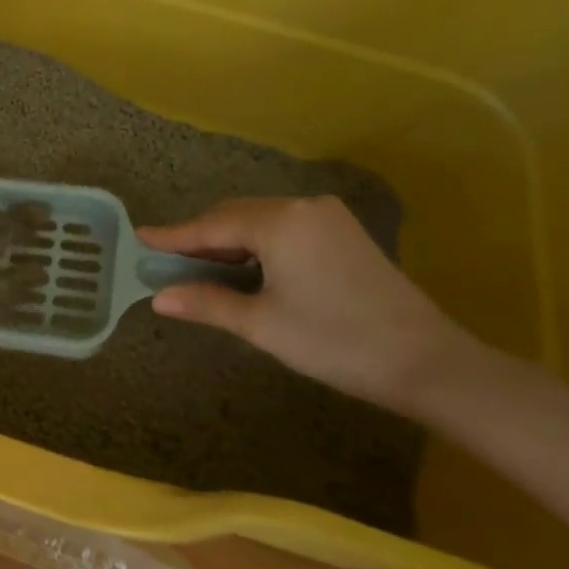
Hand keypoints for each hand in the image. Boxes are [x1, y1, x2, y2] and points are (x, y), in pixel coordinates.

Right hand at [137, 195, 465, 411]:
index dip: (173, 236)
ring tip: (200, 267)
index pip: (211, 225)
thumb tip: (158, 298)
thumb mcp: (262, 325)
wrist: (428, 363)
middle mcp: (302, 206)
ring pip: (260, 220)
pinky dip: (257, 244)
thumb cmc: (335, 341)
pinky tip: (246, 267)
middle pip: (235, 216)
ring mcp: (328, 216)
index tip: (139, 237)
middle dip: (201, 238)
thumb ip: (207, 303)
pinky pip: (284, 228)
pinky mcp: (344, 232)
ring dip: (229, 242)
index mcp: (279, 221)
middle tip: (167, 261)